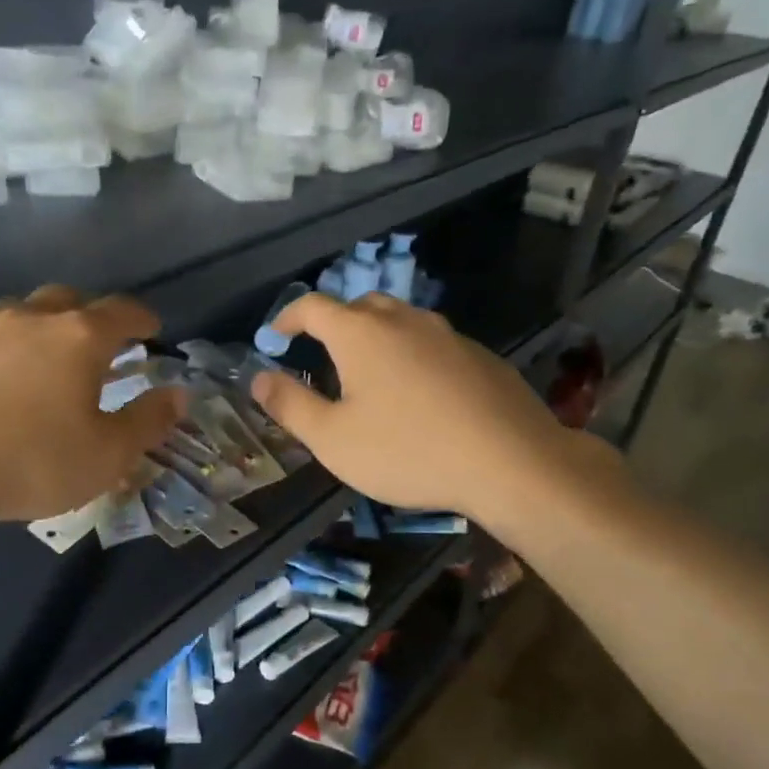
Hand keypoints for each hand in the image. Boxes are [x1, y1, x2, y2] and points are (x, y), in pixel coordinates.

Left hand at [0, 287, 185, 548]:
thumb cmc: (28, 463)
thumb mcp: (105, 456)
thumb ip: (148, 421)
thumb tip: (179, 394)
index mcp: (79, 337)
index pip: (123, 312)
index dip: (143, 320)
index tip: (151, 332)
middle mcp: (32, 316)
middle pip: (71, 300)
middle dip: (91, 317)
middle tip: (97, 346)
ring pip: (22, 309)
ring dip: (41, 325)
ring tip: (41, 355)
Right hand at [248, 293, 615, 525]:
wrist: (510, 462)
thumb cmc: (408, 450)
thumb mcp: (332, 438)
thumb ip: (290, 405)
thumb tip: (258, 377)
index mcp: (361, 333)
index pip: (312, 306)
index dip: (287, 318)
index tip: (275, 336)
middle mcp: (403, 320)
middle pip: (359, 306)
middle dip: (334, 324)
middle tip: (323, 356)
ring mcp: (447, 334)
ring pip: (400, 322)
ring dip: (376, 338)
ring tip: (370, 375)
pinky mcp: (479, 355)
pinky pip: (432, 343)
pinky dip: (412, 355)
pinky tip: (419, 394)